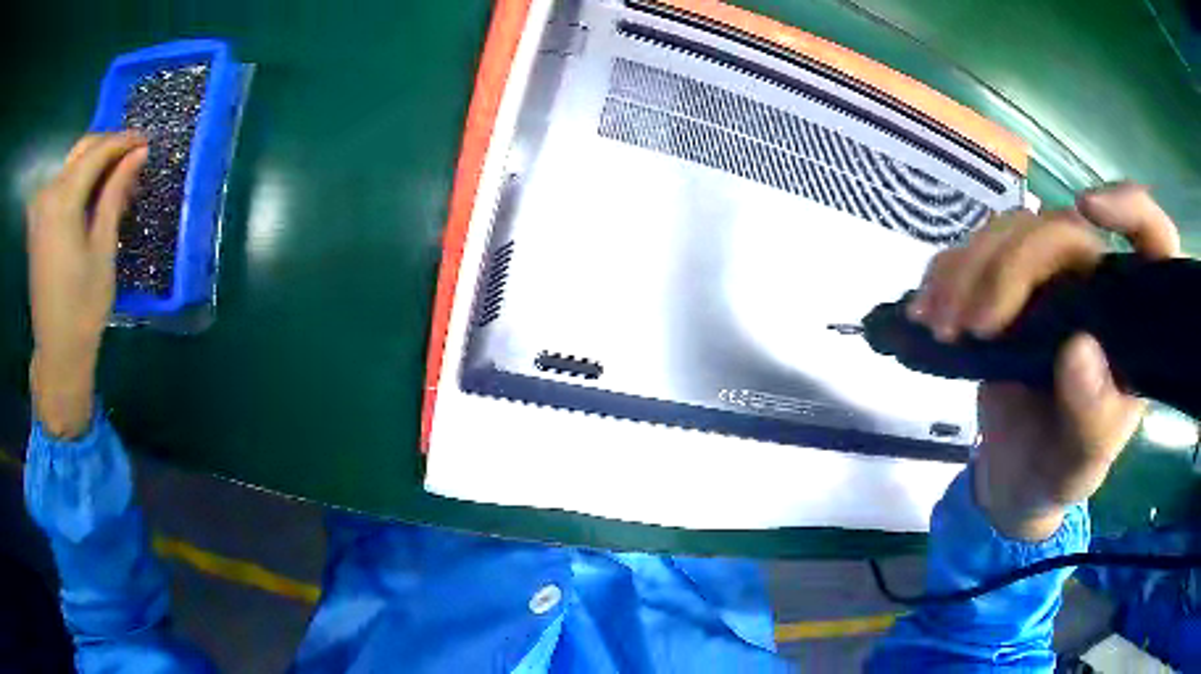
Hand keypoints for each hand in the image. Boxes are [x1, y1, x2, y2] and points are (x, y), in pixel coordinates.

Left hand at [27, 133, 147, 438]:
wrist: (56, 352)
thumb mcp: (103, 249)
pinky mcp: (36, 221)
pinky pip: (60, 183)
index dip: (123, 142)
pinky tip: (92, 194)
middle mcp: (47, 194)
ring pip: (71, 164)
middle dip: (109, 148)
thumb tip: (138, 154)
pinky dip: (79, 180)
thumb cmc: (83, 307)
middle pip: (82, 151)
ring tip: (116, 181)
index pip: (97, 152)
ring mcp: (38, 208)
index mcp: (61, 200)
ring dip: (94, 165)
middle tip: (133, 160)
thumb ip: (115, 194)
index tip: (146, 142)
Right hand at [907, 184, 1179, 540]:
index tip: (1089, 208)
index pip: (1154, 241)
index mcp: (1130, 323)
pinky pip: (975, 252)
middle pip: (1061, 230)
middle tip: (974, 324)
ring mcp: (1051, 281)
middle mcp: (1096, 286)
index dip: (1132, 210)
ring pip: (1012, 230)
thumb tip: (1079, 350)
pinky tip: (926, 308)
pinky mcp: (1007, 287)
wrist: (1015, 477)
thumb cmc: (1060, 471)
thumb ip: (1091, 417)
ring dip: (969, 270)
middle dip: (1012, 267)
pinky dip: (946, 273)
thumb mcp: (1081, 463)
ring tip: (941, 325)